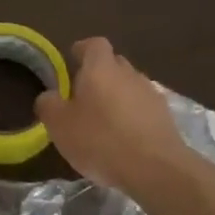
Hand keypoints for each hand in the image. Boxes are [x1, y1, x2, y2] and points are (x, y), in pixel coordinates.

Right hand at [37, 37, 190, 195]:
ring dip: (117, 97)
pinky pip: (143, 108)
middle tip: (83, 95)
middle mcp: (129, 74)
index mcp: (101, 68)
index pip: (94, 44)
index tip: (72, 60)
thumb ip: (49, 104)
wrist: (155, 169)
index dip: (82, 50)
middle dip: (99, 74)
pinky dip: (132, 116)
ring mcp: (151, 95)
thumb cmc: (100, 140)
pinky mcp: (166, 118)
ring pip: (129, 87)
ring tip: (104, 121)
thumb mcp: (59, 124)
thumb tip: (49, 96)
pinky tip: (124, 138)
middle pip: (114, 64)